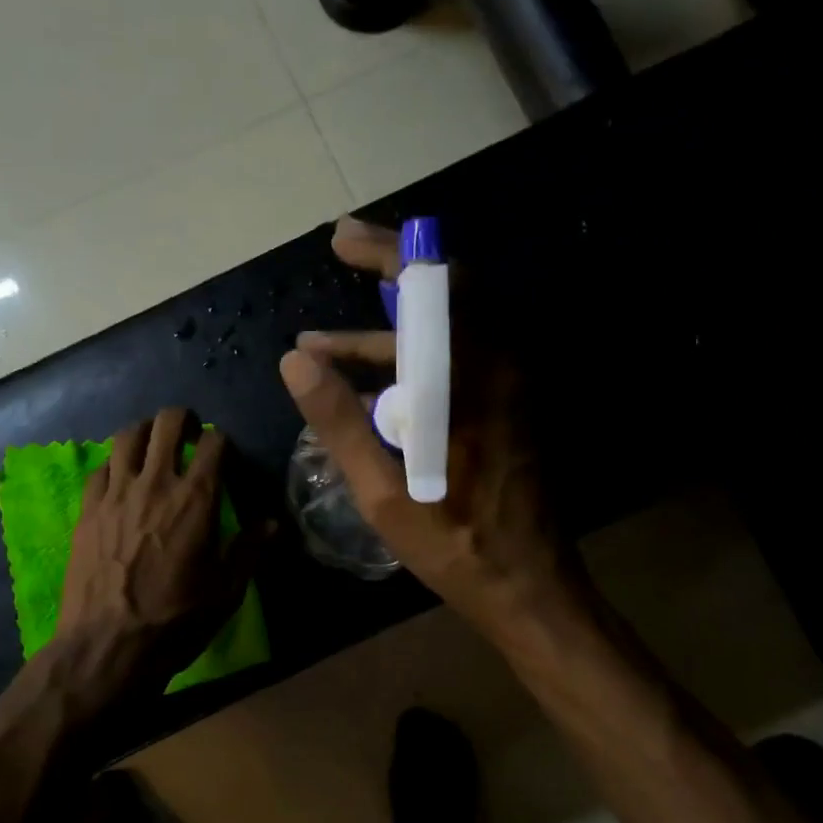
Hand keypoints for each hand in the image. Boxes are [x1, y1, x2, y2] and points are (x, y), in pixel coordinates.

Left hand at [55, 407, 260, 694]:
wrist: (107, 647)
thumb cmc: (176, 621)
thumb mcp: (227, 591)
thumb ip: (251, 548)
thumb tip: (273, 521)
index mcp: (196, 499)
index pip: (214, 442)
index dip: (222, 442)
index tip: (224, 457)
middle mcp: (155, 483)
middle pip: (167, 422)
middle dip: (182, 421)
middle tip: (189, 436)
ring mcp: (115, 493)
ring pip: (128, 435)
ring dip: (146, 433)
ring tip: (153, 449)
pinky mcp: (87, 508)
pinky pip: (101, 467)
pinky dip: (115, 464)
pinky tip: (121, 482)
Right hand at [279, 217, 583, 644]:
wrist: (527, 583)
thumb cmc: (453, 541)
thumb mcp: (381, 489)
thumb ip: (338, 420)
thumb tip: (295, 361)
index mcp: (468, 379)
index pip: (434, 285)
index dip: (388, 251)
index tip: (342, 239)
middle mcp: (496, 366)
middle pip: (446, 291)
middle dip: (389, 270)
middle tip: (341, 253)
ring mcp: (506, 386)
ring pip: (446, 329)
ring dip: (385, 329)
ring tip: (319, 346)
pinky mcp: (505, 407)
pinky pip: (454, 359)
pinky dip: (408, 359)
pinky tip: (361, 390)